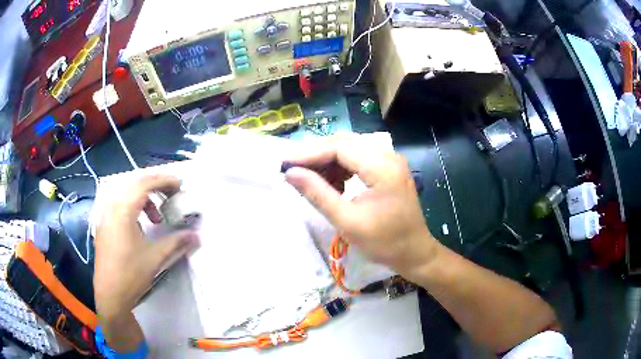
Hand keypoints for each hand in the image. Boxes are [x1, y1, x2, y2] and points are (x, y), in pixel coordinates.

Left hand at [94, 174, 198, 319]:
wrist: (110, 295)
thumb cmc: (131, 274)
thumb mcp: (155, 258)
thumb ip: (176, 242)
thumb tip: (196, 235)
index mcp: (123, 210)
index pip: (144, 184)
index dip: (164, 181)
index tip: (180, 185)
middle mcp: (111, 207)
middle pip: (134, 184)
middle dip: (155, 186)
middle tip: (171, 195)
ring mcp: (105, 215)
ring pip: (125, 193)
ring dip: (144, 198)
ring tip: (156, 218)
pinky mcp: (103, 225)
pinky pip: (119, 204)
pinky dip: (133, 207)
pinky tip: (140, 226)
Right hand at [284, 139, 437, 277]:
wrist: (414, 252)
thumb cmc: (384, 242)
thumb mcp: (347, 221)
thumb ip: (318, 194)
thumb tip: (290, 173)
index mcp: (382, 167)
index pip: (339, 148)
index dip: (309, 154)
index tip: (285, 164)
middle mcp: (388, 156)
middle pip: (344, 143)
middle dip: (317, 155)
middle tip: (293, 171)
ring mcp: (390, 161)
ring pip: (350, 149)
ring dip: (328, 162)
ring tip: (311, 181)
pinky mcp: (388, 169)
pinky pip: (359, 159)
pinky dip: (341, 168)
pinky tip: (332, 184)